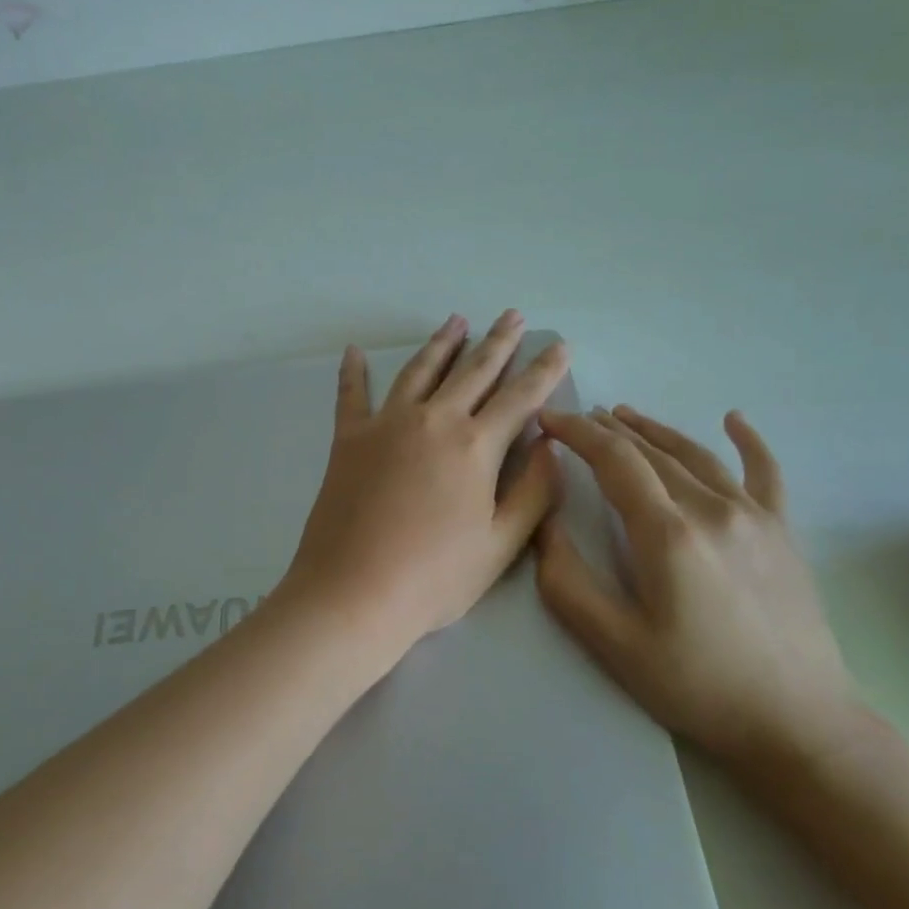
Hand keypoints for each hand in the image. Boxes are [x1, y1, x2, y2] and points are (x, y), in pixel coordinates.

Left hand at [282, 312, 568, 654]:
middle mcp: (432, 420)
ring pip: (420, 371)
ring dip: (441, 343)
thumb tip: (549, 445)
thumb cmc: (434, 577)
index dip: (544, 370)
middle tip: (512, 315)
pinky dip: (353, 372)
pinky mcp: (348, 439)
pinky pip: (351, 395)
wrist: (353, 593)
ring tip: (457, 320)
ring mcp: (385, 424)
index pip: (520, 397)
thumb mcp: (501, 544)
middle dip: (498, 341)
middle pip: (473, 371)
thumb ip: (534, 491)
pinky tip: (354, 351)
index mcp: (474, 446)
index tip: (559, 345)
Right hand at [535, 405, 860, 772]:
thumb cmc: (698, 686)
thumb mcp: (614, 644)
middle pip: (650, 452)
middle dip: (607, 430)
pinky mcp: (782, 532)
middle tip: (576, 420)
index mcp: (667, 533)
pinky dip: (749, 441)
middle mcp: (712, 509)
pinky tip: (734, 418)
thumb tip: (545, 523)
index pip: (614, 460)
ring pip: (695, 454)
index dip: (577, 433)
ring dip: (654, 430)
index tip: (548, 419)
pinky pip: (765, 472)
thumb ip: (567, 581)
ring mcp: (753, 517)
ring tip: (623, 414)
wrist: (799, 725)